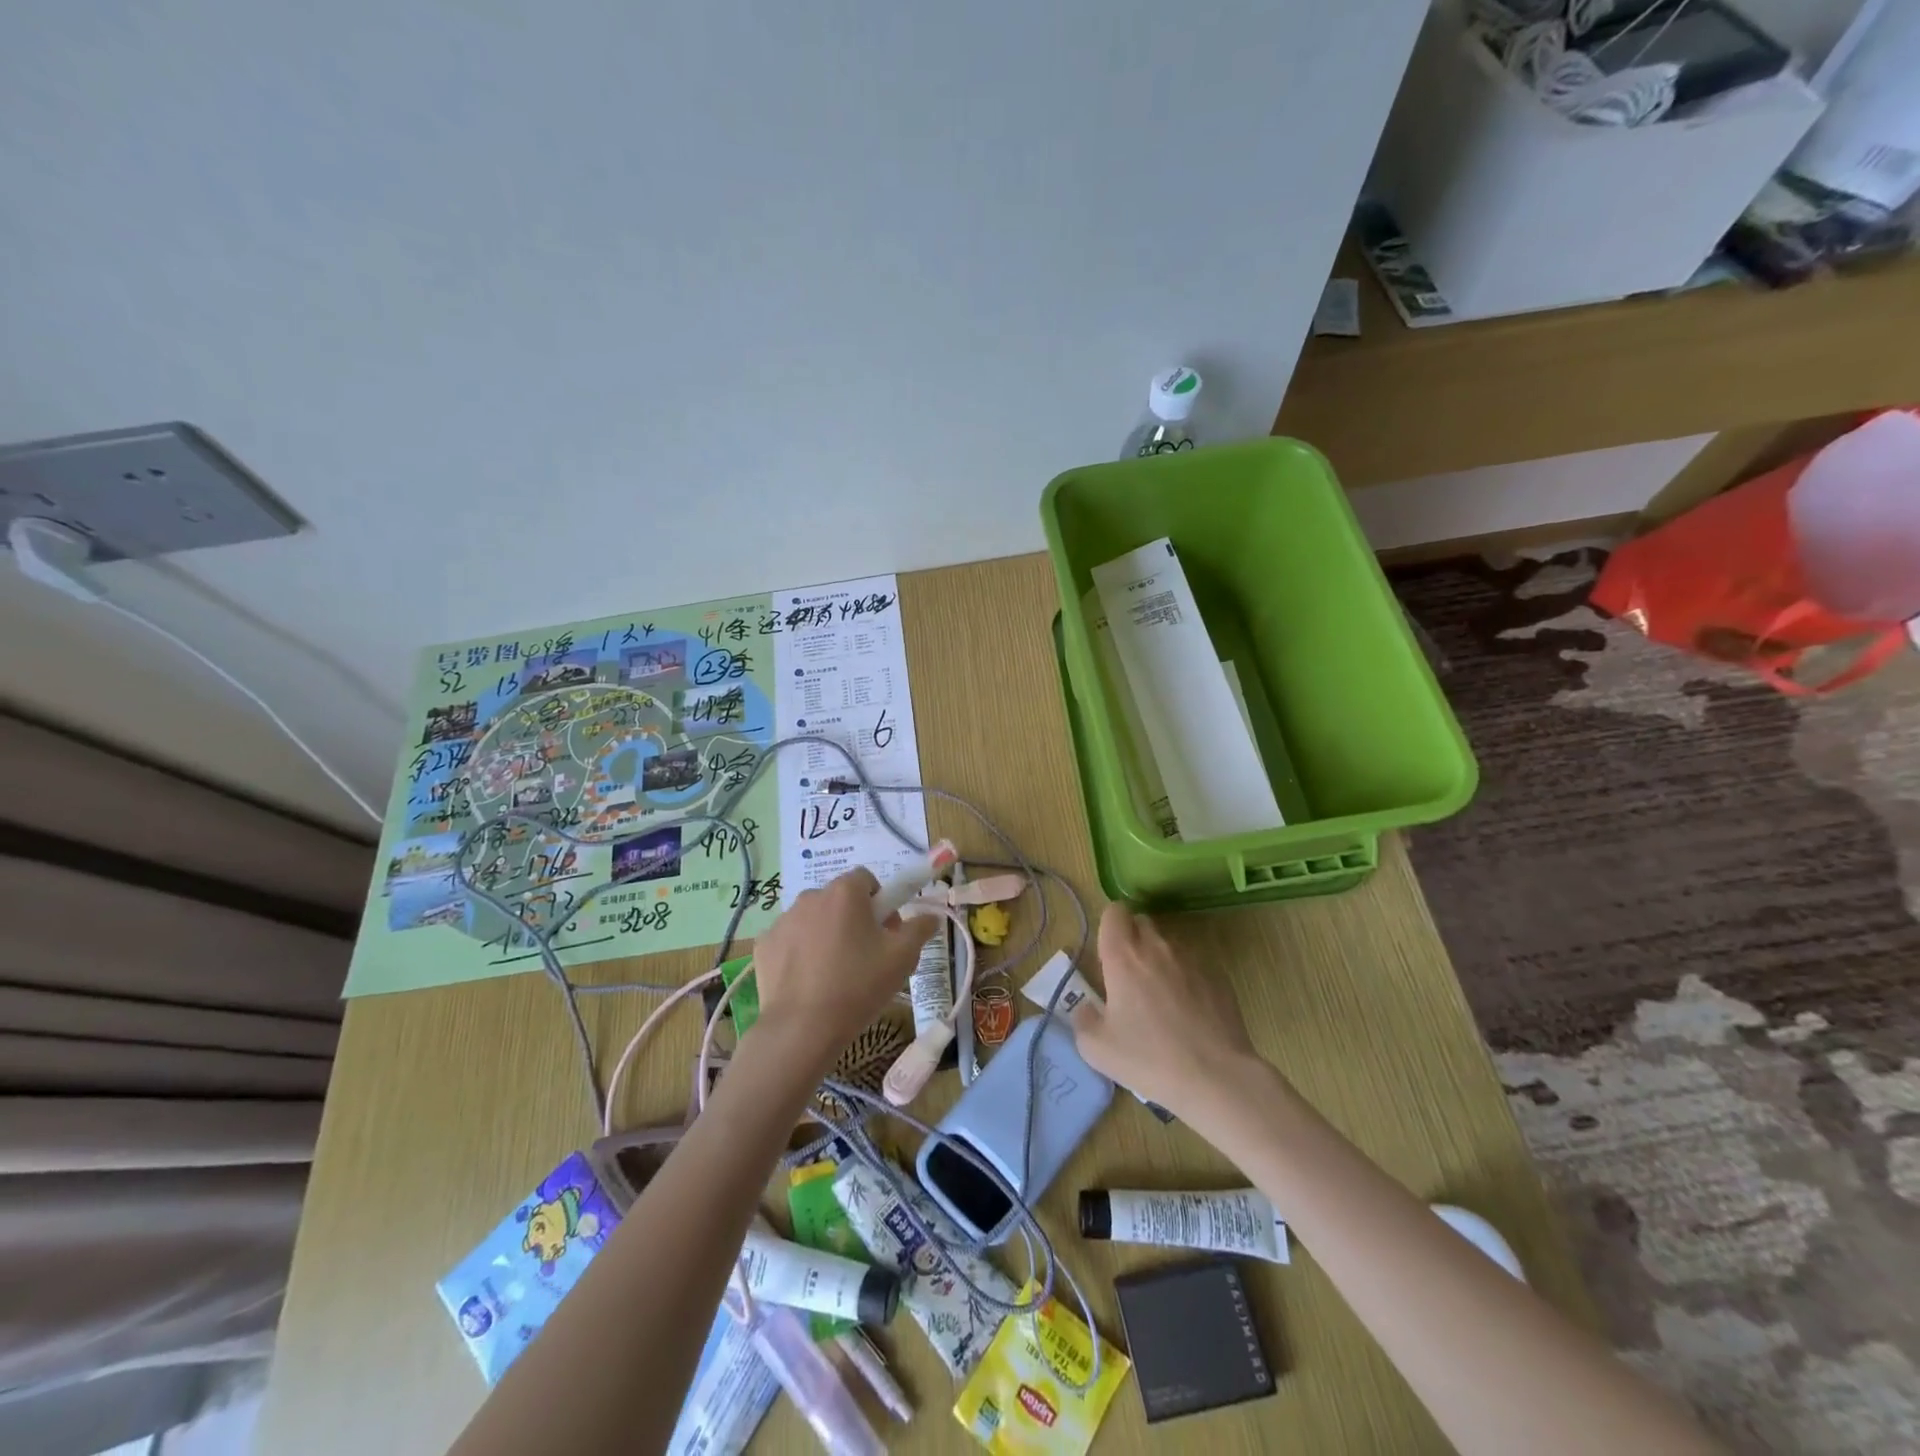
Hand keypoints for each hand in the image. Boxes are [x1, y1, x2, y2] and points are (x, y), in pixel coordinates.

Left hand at [748, 868, 935, 1072]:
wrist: (802, 1029)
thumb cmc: (858, 985)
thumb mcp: (903, 958)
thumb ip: (919, 929)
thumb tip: (930, 916)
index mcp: (845, 892)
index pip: (867, 879)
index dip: (880, 902)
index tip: (886, 932)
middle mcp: (811, 896)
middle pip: (839, 899)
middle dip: (853, 918)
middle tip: (866, 956)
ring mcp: (783, 920)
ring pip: (813, 919)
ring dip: (826, 934)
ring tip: (835, 974)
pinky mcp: (764, 945)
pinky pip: (790, 940)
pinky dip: (800, 953)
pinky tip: (809, 982)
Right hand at [1071, 901, 1265, 1115]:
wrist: (1215, 1077)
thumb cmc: (1148, 1059)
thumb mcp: (1096, 1048)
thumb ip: (1082, 1019)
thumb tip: (1087, 1007)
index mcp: (1123, 956)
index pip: (1114, 912)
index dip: (1109, 926)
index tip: (1108, 954)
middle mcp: (1157, 947)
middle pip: (1142, 922)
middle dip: (1133, 940)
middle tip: (1130, 977)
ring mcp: (1191, 959)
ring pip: (1169, 944)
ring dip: (1160, 960)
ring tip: (1162, 1000)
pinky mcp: (1218, 976)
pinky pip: (1194, 966)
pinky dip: (1187, 979)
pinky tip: (1190, 1014)